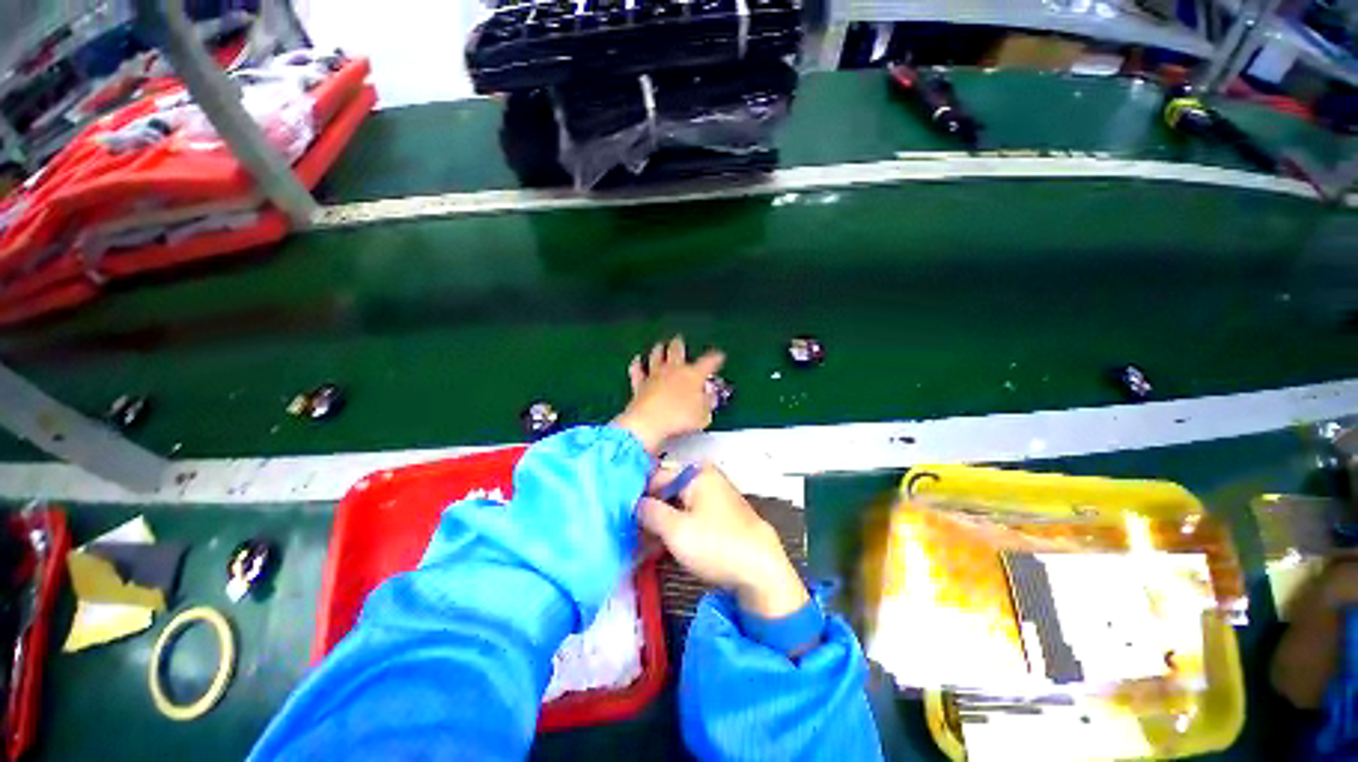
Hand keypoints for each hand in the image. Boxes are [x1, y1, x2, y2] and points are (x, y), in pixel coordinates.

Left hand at [613, 336, 724, 453]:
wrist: (649, 421)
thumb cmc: (681, 418)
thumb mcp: (703, 415)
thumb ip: (708, 403)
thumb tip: (710, 395)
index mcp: (693, 375)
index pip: (708, 363)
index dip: (715, 358)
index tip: (720, 355)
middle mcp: (674, 370)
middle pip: (677, 352)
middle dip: (679, 345)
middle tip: (679, 339)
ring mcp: (655, 375)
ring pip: (656, 357)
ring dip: (658, 350)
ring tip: (660, 345)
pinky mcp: (639, 384)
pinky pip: (637, 371)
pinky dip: (636, 364)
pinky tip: (636, 360)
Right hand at [638, 464, 808, 618]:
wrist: (762, 570)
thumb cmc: (716, 544)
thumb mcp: (675, 530)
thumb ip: (649, 512)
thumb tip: (634, 503)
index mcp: (695, 473)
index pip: (655, 476)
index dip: (637, 496)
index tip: (622, 517)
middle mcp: (705, 478)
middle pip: (667, 490)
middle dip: (649, 512)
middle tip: (632, 536)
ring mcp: (714, 496)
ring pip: (678, 505)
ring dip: (660, 523)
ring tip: (644, 546)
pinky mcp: (720, 514)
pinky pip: (691, 515)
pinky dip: (676, 527)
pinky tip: (664, 546)